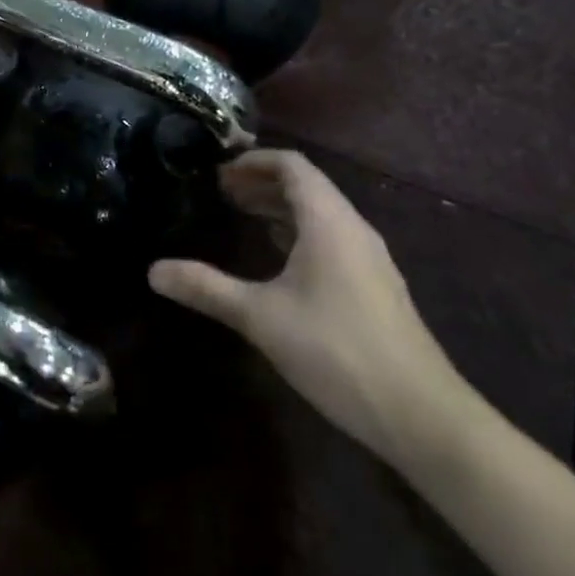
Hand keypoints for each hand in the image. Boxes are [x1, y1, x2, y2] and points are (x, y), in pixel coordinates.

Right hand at [149, 150, 477, 468]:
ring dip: (280, 208)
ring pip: (320, 214)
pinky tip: (279, 260)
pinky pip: (332, 239)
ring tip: (242, 216)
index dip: (254, 160)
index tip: (219, 169)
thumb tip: (153, 271)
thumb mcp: (261, 317)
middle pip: (306, 186)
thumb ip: (207, 288)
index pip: (292, 165)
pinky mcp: (376, 287)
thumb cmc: (337, 351)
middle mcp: (353, 229)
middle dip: (262, 182)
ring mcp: (370, 259)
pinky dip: (299, 233)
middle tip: (221, 192)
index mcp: (328, 221)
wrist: (422, 416)